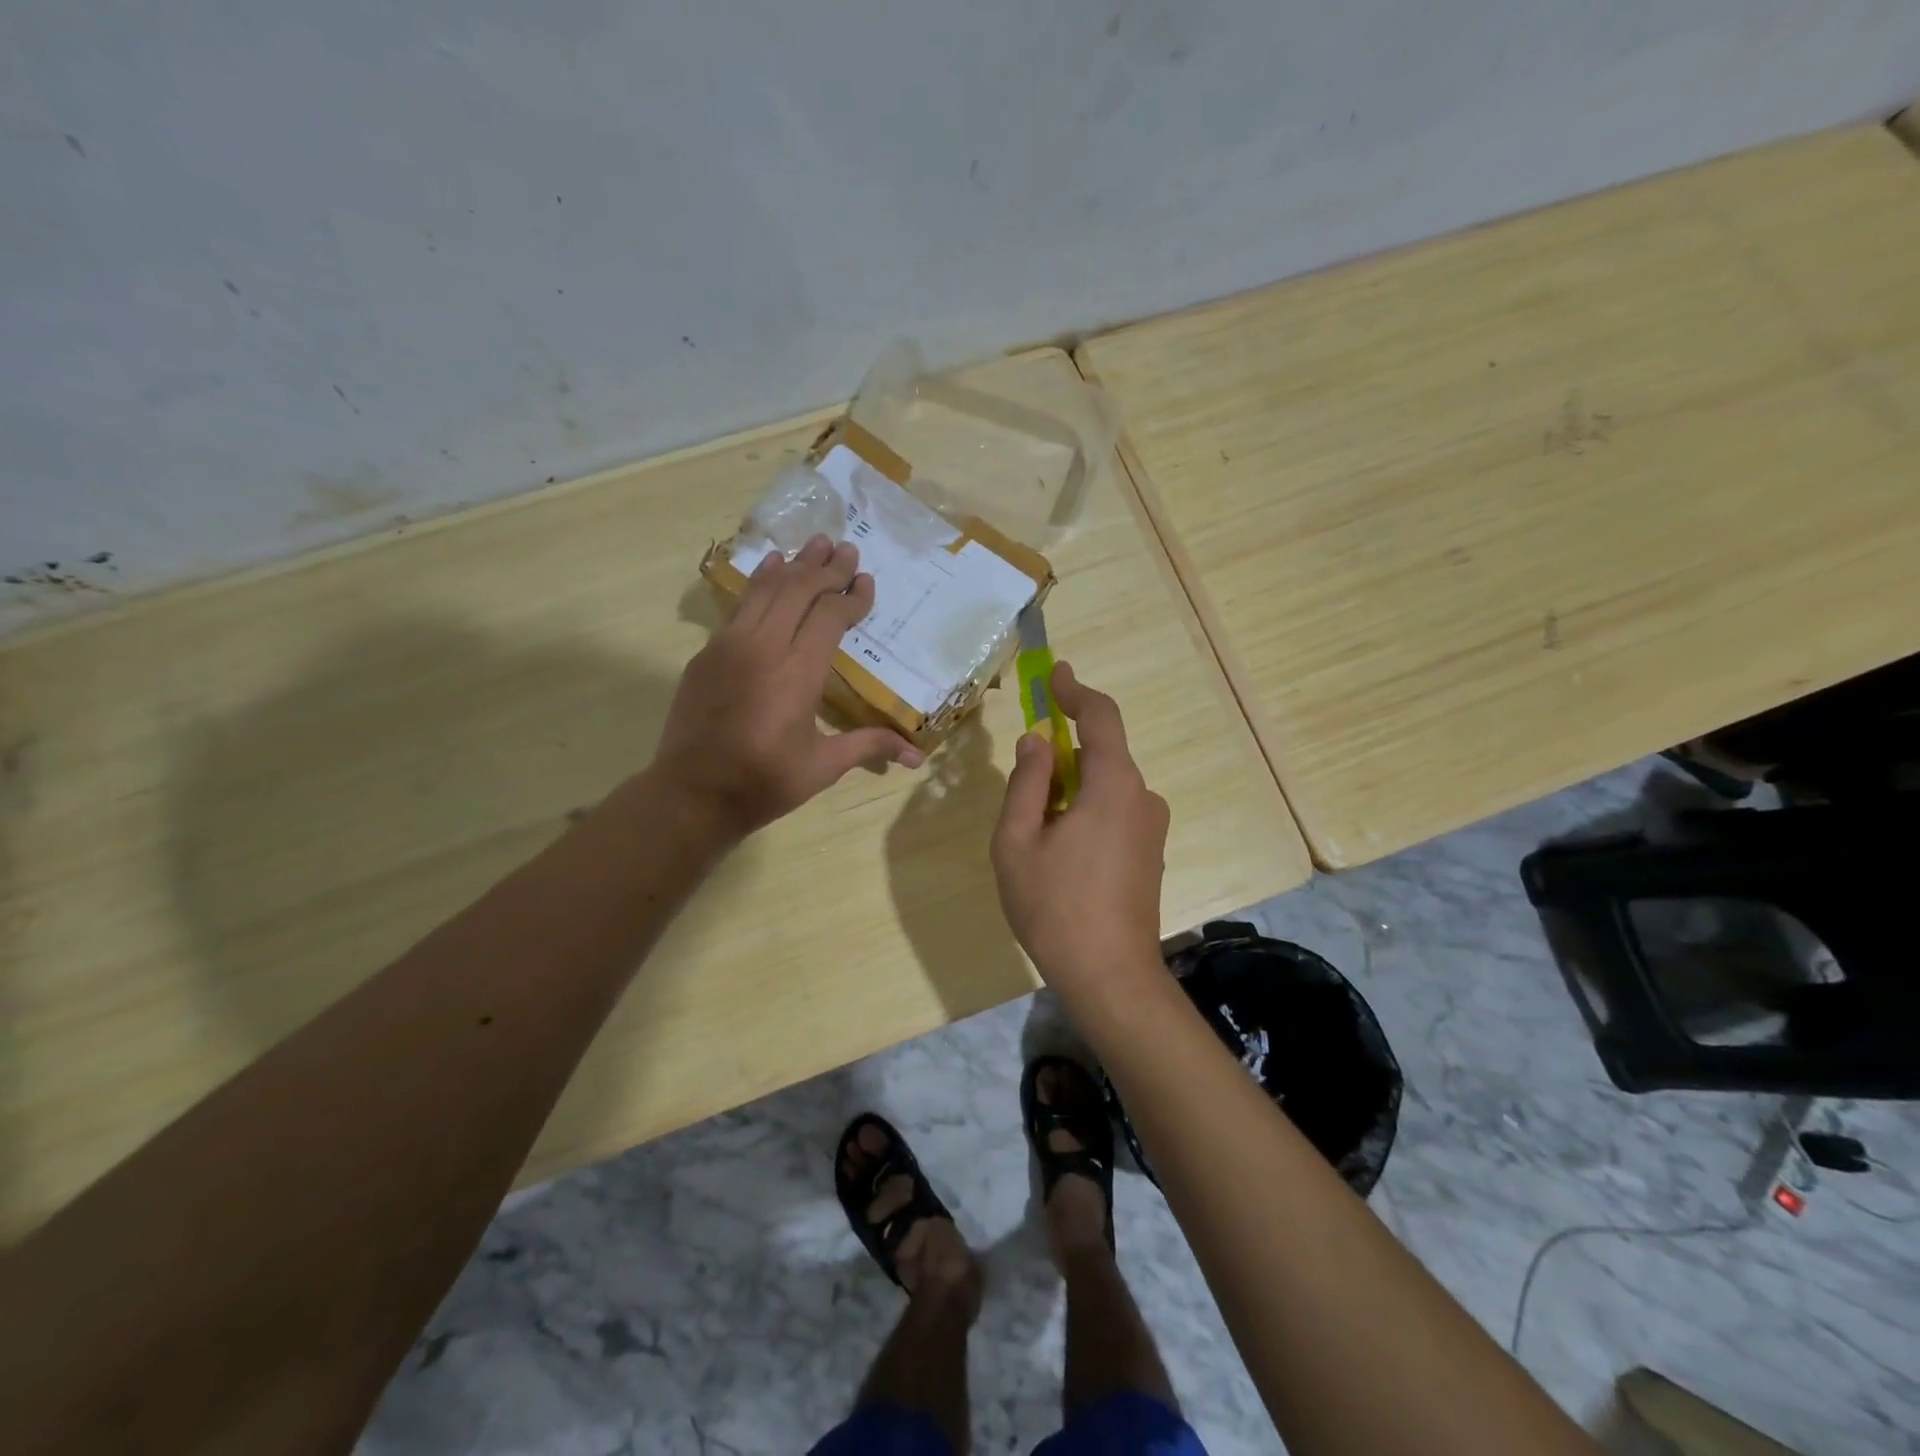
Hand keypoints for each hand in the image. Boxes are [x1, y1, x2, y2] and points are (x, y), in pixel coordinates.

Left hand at [652, 535, 924, 839]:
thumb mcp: (823, 766)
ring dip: (794, 564)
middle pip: (799, 590)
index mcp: (798, 673)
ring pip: (766, 590)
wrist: (692, 795)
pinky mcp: (707, 654)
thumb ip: (869, 746)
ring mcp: (730, 646)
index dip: (852, 596)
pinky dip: (760, 582)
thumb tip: (918, 756)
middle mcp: (764, 647)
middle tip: (847, 549)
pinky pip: (740, 606)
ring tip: (815, 543)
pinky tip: (770, 568)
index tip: (867, 581)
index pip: (830, 617)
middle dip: (826, 568)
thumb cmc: (764, 782)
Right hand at [990, 662, 1168, 986]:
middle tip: (1023, 780)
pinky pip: (1114, 811)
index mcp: (1112, 786)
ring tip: (1034, 835)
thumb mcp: (1017, 841)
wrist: (1110, 977)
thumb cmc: (1054, 907)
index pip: (1100, 718)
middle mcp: (1142, 797)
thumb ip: (1026, 783)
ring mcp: (1151, 827)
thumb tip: (1036, 742)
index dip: (1075, 691)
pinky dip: (1084, 811)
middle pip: (1101, 753)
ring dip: (1069, 790)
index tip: (1054, 673)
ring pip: (1105, 786)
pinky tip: (1059, 854)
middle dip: (1061, 754)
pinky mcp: (1150, 852)